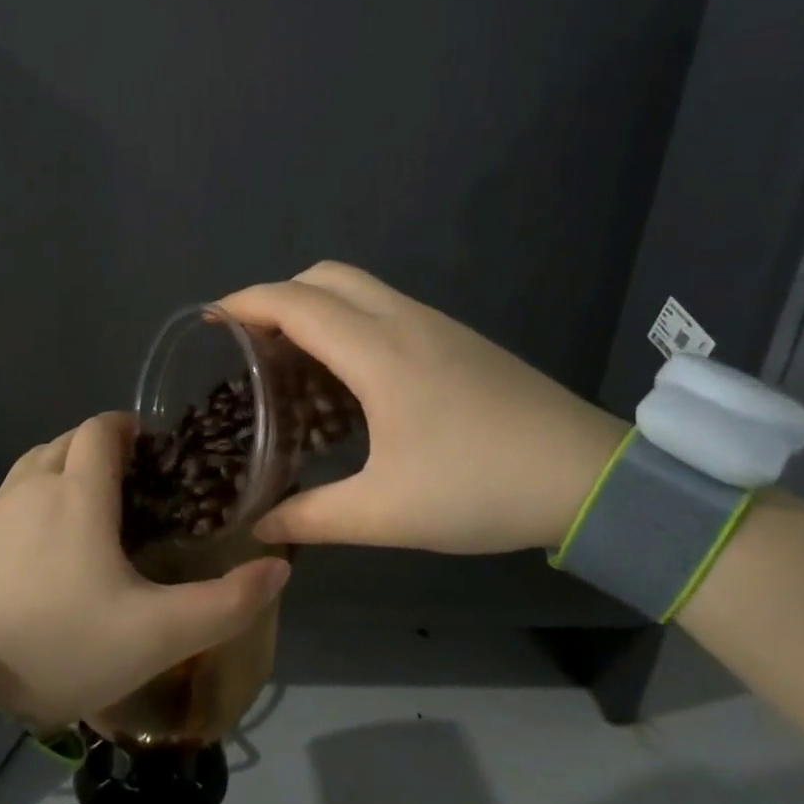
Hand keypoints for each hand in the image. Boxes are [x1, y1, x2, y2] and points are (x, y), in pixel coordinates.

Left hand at [0, 412, 290, 730]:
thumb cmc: (68, 649)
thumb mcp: (160, 635)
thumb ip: (226, 602)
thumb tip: (277, 567)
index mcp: (76, 494)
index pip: (100, 429)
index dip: (130, 428)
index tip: (157, 454)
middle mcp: (33, 486)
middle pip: (70, 439)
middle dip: (104, 447)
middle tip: (137, 486)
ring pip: (39, 460)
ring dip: (70, 465)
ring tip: (99, 505)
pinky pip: (17, 489)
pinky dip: (42, 490)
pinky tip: (56, 535)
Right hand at [220, 262, 627, 554]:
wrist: (592, 478)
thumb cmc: (481, 488)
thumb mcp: (386, 513)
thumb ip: (312, 517)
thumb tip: (259, 527)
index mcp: (378, 352)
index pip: (295, 303)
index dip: (245, 303)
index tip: (210, 321)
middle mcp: (404, 322)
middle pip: (325, 276)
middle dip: (278, 296)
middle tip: (252, 343)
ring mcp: (436, 325)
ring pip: (358, 287)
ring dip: (315, 306)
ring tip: (292, 359)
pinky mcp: (458, 339)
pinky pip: (385, 307)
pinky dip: (348, 319)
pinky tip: (348, 375)